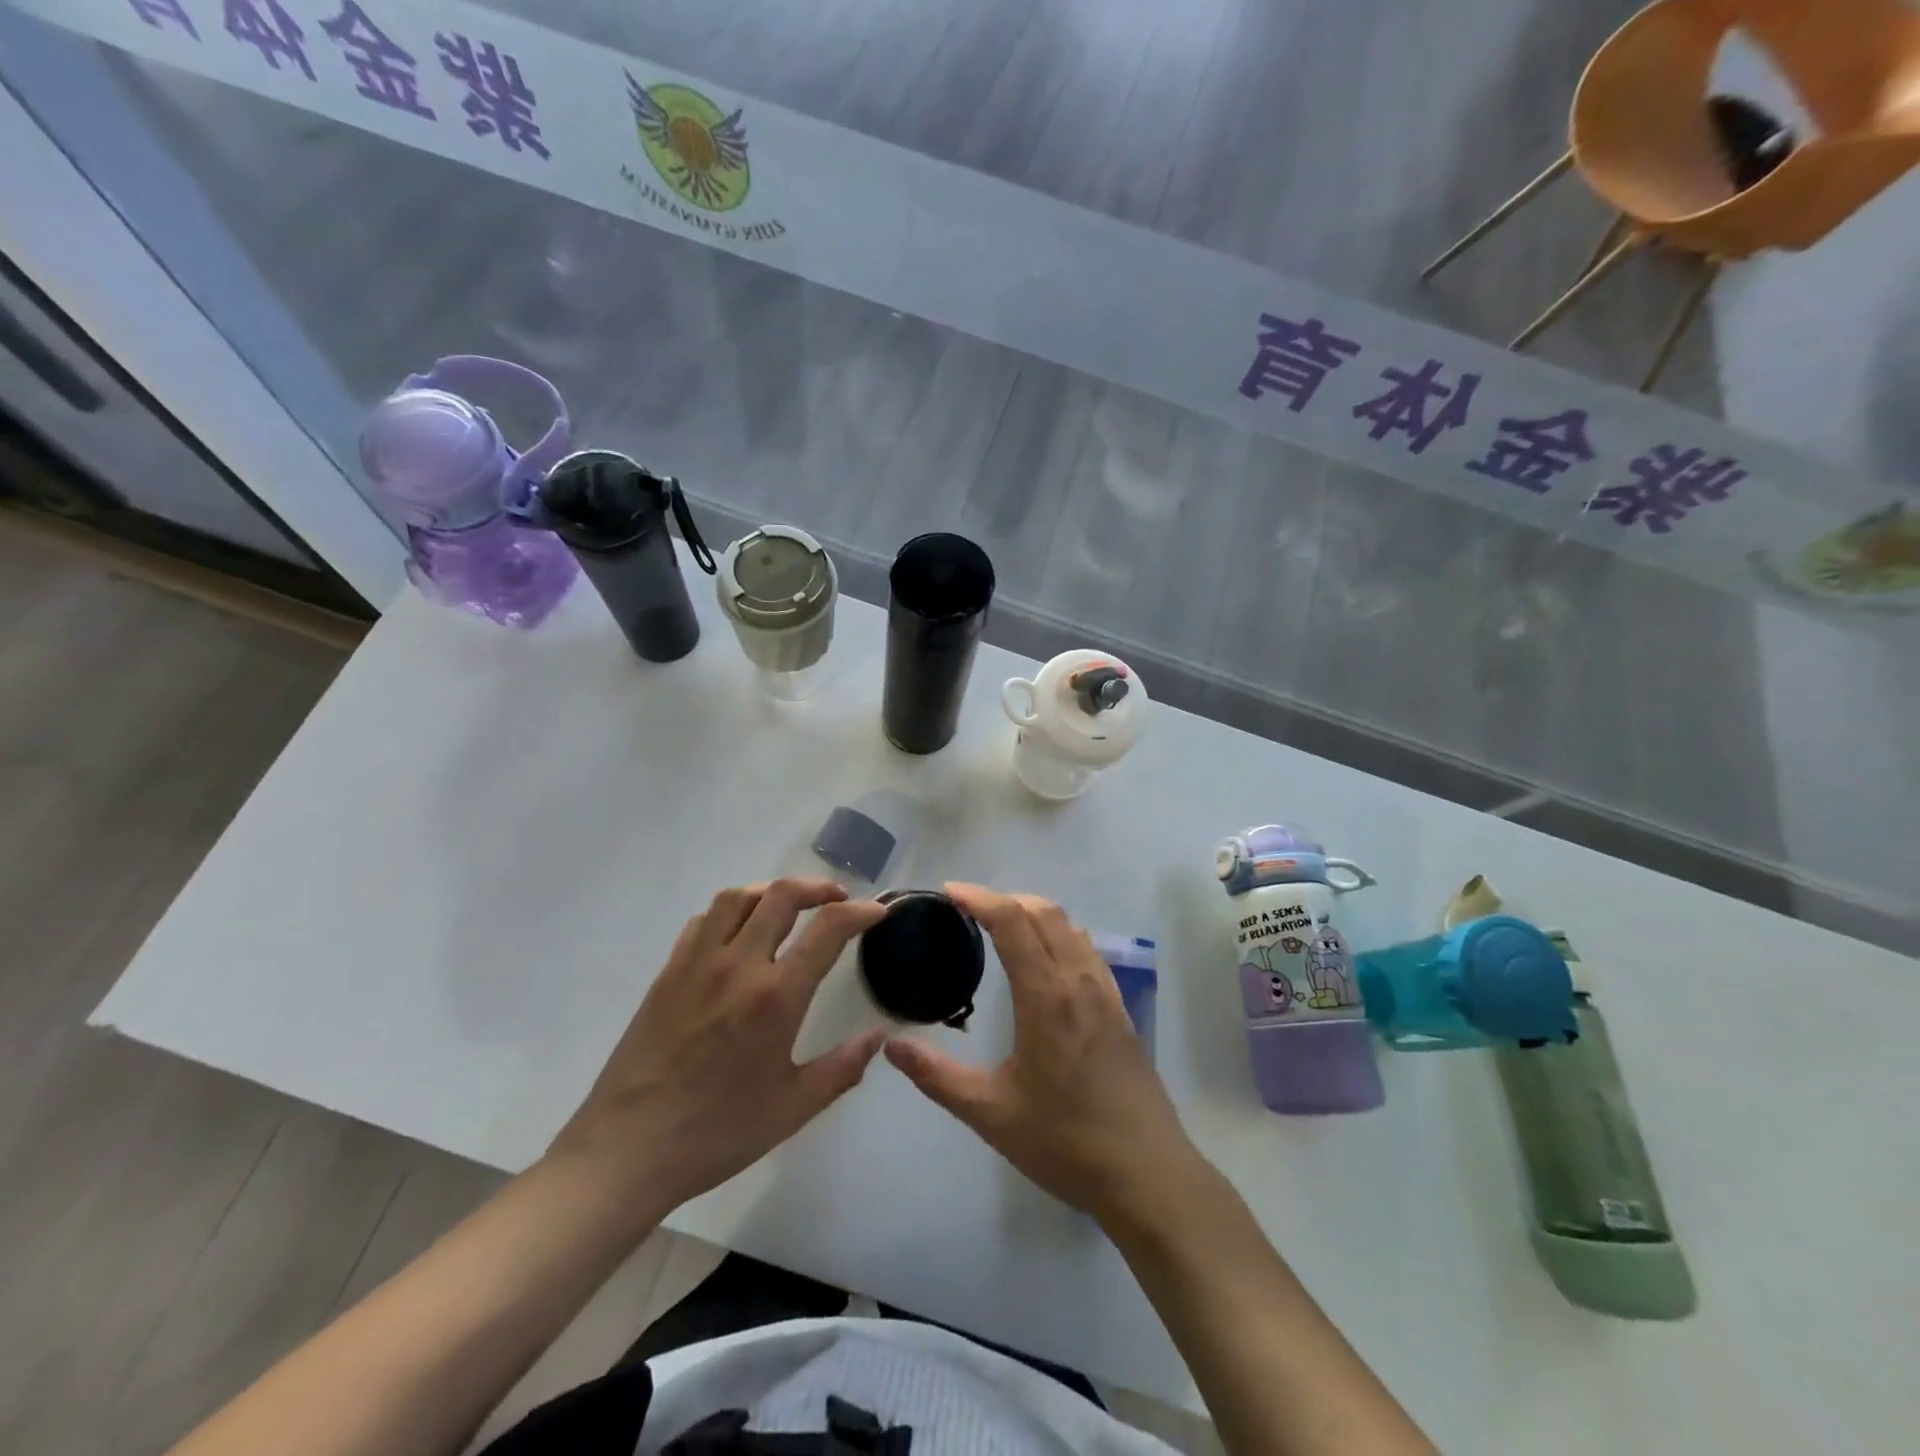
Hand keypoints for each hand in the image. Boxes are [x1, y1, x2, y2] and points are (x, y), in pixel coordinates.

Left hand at [548, 879, 887, 1217]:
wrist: (627, 1151)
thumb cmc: (717, 1132)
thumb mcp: (793, 1107)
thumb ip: (843, 1067)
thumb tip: (879, 1036)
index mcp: (776, 997)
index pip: (828, 929)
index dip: (860, 912)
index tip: (877, 912)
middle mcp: (738, 965)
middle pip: (782, 895)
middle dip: (818, 888)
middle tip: (837, 899)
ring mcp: (697, 964)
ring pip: (737, 897)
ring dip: (771, 891)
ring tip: (788, 906)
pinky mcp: (667, 973)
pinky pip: (703, 921)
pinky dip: (731, 912)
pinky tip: (738, 933)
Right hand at [885, 884, 1204, 1227]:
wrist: (1146, 1175)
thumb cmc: (1065, 1142)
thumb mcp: (990, 1113)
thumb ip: (937, 1076)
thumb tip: (891, 1045)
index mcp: (1047, 996)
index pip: (1012, 922)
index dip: (979, 898)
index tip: (949, 892)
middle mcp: (1079, 981)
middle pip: (1044, 912)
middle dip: (1005, 898)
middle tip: (969, 909)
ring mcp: (1106, 993)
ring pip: (1070, 927)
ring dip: (1034, 913)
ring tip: (1002, 927)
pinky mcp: (1120, 1009)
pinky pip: (1087, 950)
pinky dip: (1059, 935)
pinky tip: (1045, 962)